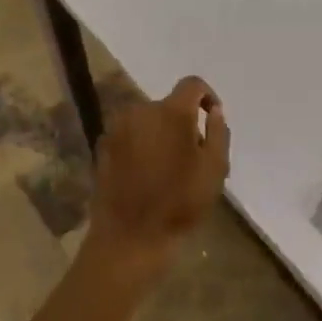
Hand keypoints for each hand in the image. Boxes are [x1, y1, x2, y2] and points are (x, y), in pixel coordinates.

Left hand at [87, 76, 230, 268]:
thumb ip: (218, 132)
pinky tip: (145, 173)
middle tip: (192, 154)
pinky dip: (140, 145)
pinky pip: (129, 135)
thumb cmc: (179, 203)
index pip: (192, 84)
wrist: (130, 236)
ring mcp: (117, 127)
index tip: (211, 118)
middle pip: (168, 105)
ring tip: (167, 167)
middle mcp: (140, 110)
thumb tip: (214, 111)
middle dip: (182, 122)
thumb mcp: (215, 169)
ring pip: (147, 120)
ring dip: (160, 133)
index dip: (206, 96)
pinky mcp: (102, 145)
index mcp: (171, 112)